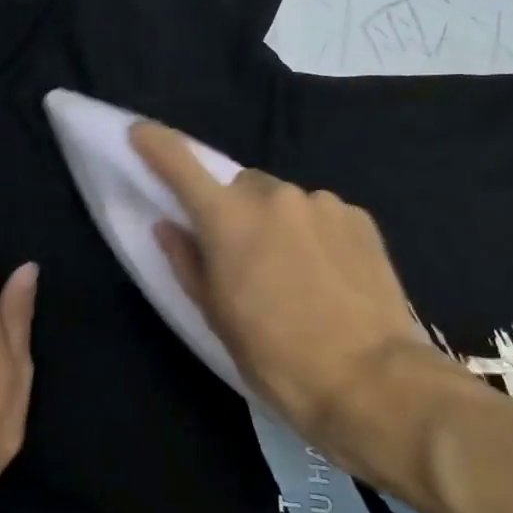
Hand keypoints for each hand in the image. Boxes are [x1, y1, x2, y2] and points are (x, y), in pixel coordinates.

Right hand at [129, 121, 428, 485]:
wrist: (370, 379)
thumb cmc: (277, 358)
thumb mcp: (219, 318)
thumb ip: (188, 262)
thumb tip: (170, 226)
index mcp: (229, 220)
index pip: (182, 166)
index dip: (157, 145)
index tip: (142, 132)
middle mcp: (275, 196)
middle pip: (242, 187)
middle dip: (236, 211)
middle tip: (245, 257)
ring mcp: (322, 203)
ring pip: (285, 201)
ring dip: (279, 223)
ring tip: (296, 274)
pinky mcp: (359, 217)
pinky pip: (321, 214)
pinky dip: (314, 234)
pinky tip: (329, 274)